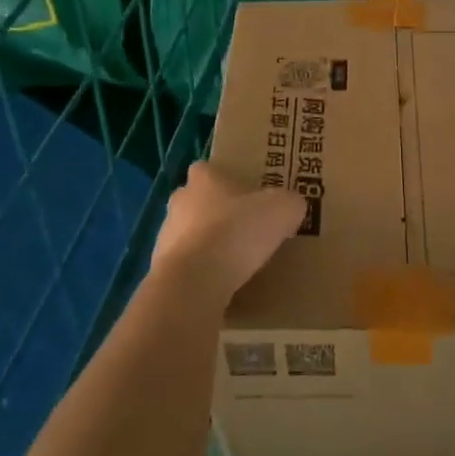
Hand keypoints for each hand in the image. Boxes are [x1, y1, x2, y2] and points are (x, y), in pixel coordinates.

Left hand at [150, 162, 305, 307]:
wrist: (195, 281)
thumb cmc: (237, 231)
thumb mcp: (282, 210)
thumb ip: (289, 202)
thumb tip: (291, 206)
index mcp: (204, 178)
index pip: (209, 169)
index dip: (226, 180)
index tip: (246, 194)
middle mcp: (179, 201)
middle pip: (198, 202)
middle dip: (218, 214)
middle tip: (246, 229)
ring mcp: (165, 236)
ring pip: (190, 235)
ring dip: (208, 245)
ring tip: (236, 263)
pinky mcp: (163, 269)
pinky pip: (187, 267)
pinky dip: (202, 273)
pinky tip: (222, 285)